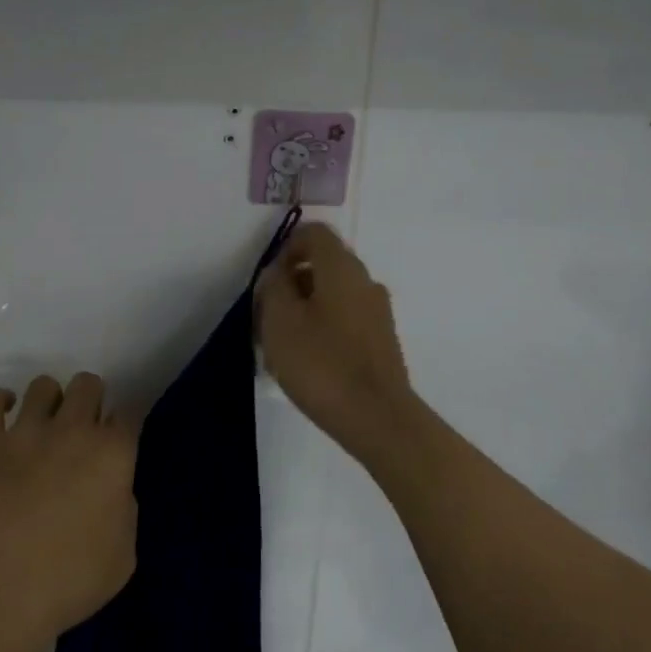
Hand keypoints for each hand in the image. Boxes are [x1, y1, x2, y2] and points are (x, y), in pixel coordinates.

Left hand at [0, 373, 137, 651]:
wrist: (2, 598)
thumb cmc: (70, 583)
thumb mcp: (124, 555)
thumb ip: (125, 509)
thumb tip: (112, 489)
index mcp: (113, 454)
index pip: (129, 412)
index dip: (124, 423)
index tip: (118, 440)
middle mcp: (74, 430)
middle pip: (88, 384)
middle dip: (89, 401)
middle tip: (81, 431)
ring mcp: (27, 433)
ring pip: (43, 385)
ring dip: (48, 400)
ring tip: (43, 424)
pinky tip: (3, 412)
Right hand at [255, 224, 418, 462]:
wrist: (378, 418)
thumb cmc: (322, 364)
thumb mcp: (280, 320)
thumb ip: (273, 286)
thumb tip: (278, 272)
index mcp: (342, 267)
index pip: (314, 233)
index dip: (286, 247)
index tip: (269, 281)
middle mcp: (365, 280)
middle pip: (324, 263)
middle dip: (292, 282)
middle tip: (269, 315)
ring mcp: (378, 311)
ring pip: (334, 294)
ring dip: (306, 308)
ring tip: (284, 344)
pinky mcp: (381, 340)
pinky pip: (346, 318)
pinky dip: (324, 327)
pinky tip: (309, 361)